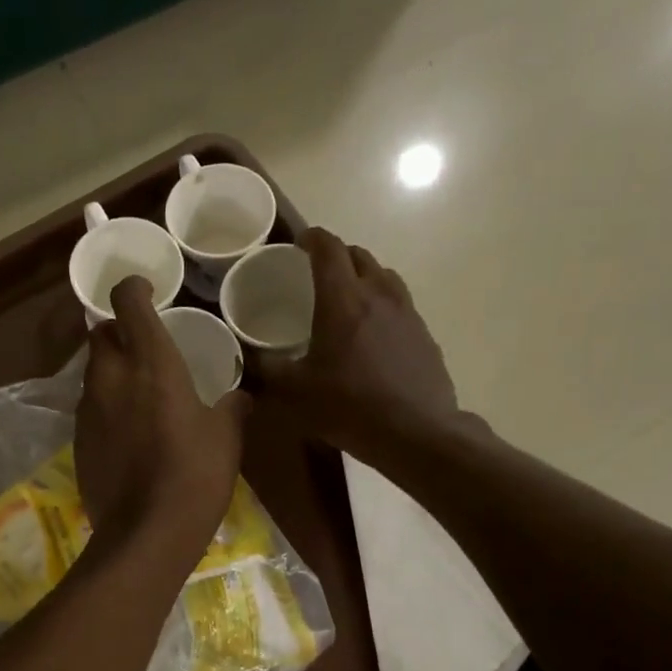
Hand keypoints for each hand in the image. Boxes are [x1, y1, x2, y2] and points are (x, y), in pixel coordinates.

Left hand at [76, 278, 251, 559]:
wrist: (146, 534)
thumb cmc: (195, 475)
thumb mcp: (226, 437)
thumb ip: (232, 407)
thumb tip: (241, 396)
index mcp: (151, 364)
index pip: (127, 303)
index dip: (133, 288)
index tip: (146, 291)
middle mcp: (111, 378)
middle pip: (100, 334)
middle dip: (117, 331)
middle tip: (143, 346)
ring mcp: (89, 411)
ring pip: (93, 373)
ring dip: (112, 371)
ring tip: (139, 392)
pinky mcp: (78, 442)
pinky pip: (90, 409)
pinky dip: (106, 408)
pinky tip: (128, 433)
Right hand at [259, 228, 462, 462]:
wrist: (415, 432)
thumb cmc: (349, 406)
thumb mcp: (295, 391)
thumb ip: (267, 368)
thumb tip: (248, 356)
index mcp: (342, 299)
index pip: (328, 249)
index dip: (312, 238)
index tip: (299, 242)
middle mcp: (378, 294)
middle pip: (358, 256)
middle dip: (337, 255)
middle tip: (318, 272)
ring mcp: (407, 312)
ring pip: (384, 276)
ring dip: (363, 275)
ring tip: (347, 297)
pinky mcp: (423, 334)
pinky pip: (399, 303)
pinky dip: (382, 303)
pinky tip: (373, 333)